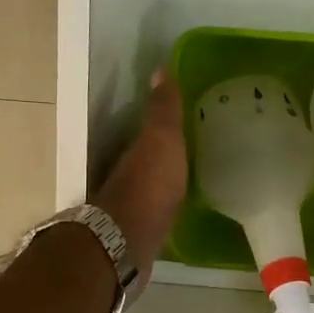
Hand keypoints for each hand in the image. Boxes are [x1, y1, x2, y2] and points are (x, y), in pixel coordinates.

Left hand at [93, 72, 187, 280]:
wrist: (130, 244)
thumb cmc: (148, 187)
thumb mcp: (161, 140)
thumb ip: (163, 110)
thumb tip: (160, 68)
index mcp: (129, 152)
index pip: (142, 131)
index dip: (158, 124)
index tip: (182, 118)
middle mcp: (123, 177)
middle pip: (142, 159)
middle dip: (160, 154)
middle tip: (190, 147)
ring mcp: (129, 208)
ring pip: (146, 187)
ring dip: (161, 181)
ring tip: (189, 177)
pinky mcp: (138, 235)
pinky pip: (154, 213)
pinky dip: (164, 208)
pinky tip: (181, 210)